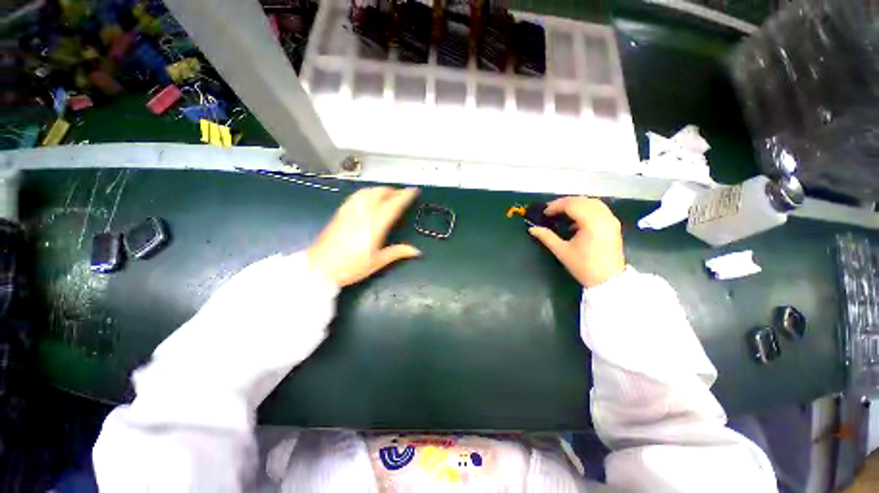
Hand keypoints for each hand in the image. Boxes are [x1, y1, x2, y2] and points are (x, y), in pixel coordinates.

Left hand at [308, 187, 420, 287]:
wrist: (320, 267)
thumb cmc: (351, 266)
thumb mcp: (378, 261)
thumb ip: (398, 252)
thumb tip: (417, 251)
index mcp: (375, 224)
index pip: (393, 205)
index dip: (405, 196)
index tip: (413, 190)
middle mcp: (363, 213)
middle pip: (380, 194)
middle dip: (393, 191)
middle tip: (402, 194)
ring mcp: (350, 211)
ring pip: (367, 192)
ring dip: (380, 189)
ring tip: (388, 193)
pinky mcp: (340, 213)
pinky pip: (355, 196)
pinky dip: (366, 192)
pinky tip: (367, 196)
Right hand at [529, 197, 625, 287]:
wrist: (608, 280)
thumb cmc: (584, 266)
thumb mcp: (562, 251)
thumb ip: (546, 237)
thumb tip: (532, 229)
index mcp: (592, 223)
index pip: (572, 205)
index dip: (556, 206)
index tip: (544, 212)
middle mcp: (604, 217)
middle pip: (582, 200)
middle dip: (565, 202)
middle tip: (551, 210)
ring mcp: (611, 220)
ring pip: (592, 202)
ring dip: (576, 204)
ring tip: (562, 212)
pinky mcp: (613, 224)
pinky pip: (599, 209)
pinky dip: (586, 208)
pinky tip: (576, 220)